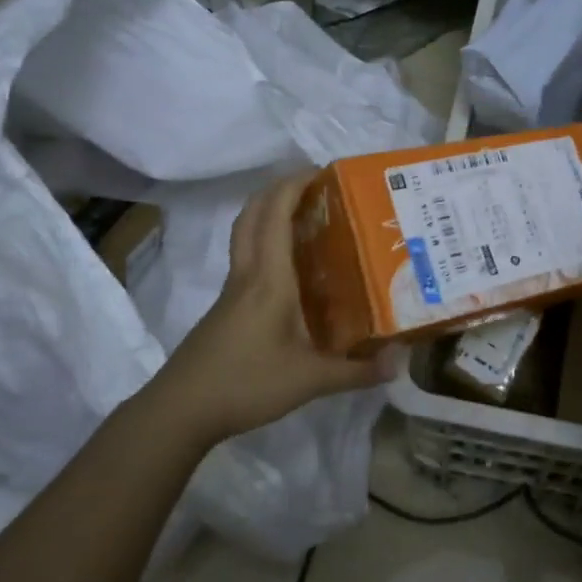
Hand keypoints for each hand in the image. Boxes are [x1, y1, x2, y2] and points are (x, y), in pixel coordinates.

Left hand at [152, 175, 393, 441]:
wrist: (181, 410)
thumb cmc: (245, 384)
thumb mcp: (309, 381)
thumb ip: (356, 371)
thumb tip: (400, 362)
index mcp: (268, 279)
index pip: (275, 214)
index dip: (294, 184)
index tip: (324, 172)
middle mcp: (247, 274)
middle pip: (252, 214)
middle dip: (279, 189)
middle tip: (315, 188)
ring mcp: (232, 291)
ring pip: (245, 234)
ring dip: (269, 213)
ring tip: (306, 218)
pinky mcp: (226, 308)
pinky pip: (247, 259)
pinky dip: (265, 244)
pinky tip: (292, 270)